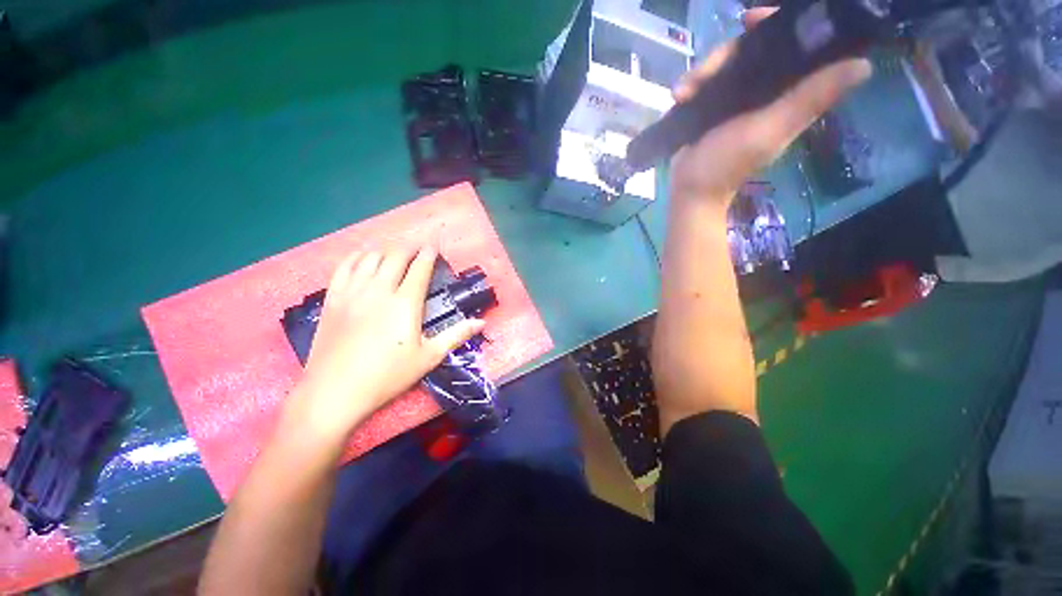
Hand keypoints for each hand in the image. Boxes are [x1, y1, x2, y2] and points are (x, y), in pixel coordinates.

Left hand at [282, 246, 483, 445]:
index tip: (434, 245)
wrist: (334, 391)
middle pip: (396, 256)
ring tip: (395, 251)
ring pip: (371, 257)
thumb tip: (481, 323)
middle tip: (418, 247)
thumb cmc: (387, 375)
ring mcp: (353, 292)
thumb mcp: (428, 357)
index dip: (429, 253)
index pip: (420, 268)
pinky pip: (345, 266)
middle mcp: (379, 290)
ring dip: (386, 249)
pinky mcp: (333, 298)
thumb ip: (456, 335)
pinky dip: (358, 256)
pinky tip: (364, 257)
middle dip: (410, 247)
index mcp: (405, 303)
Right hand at [668, 7, 871, 206]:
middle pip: (754, 49)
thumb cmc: (727, 165)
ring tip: (684, 91)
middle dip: (729, 51)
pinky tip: (679, 95)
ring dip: (702, 71)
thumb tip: (864, 64)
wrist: (689, 189)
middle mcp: (765, 90)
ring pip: (725, 63)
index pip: (798, 48)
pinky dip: (690, 83)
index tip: (755, 19)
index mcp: (788, 93)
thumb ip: (809, 99)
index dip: (785, 25)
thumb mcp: (770, 131)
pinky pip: (704, 80)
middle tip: (708, 66)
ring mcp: (735, 97)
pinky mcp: (710, 106)